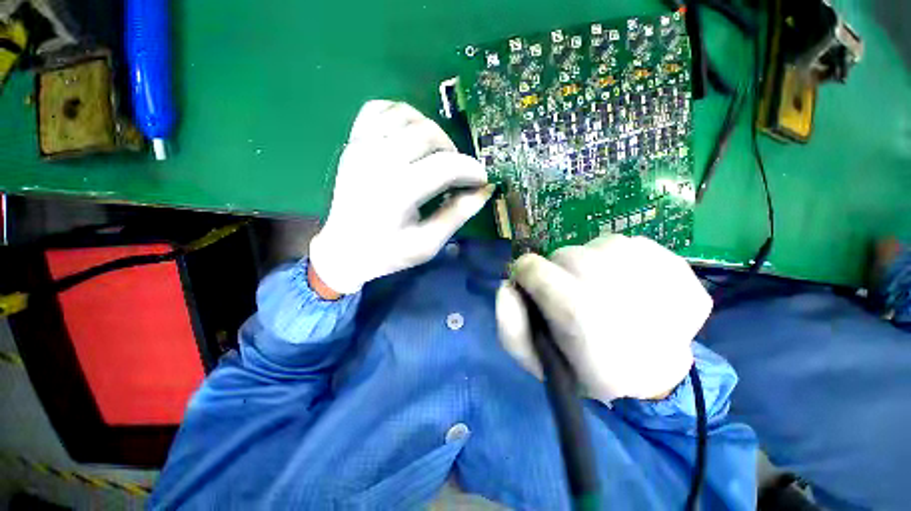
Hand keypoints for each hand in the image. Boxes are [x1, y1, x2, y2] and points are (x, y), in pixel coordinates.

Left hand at [309, 101, 493, 294]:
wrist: (344, 250)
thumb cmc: (388, 253)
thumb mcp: (428, 244)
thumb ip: (457, 215)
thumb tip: (484, 190)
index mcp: (398, 191)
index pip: (447, 165)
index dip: (472, 170)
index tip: (481, 180)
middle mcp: (379, 160)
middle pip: (429, 134)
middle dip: (454, 151)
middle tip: (457, 173)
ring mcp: (362, 146)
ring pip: (407, 115)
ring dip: (431, 130)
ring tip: (437, 155)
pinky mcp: (353, 142)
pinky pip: (378, 109)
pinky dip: (401, 115)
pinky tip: (410, 134)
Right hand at [496, 234, 712, 402]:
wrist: (656, 377)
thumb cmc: (589, 369)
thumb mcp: (537, 362)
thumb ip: (510, 326)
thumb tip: (506, 285)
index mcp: (579, 312)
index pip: (532, 267)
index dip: (528, 276)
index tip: (537, 290)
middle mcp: (614, 283)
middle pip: (566, 254)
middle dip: (561, 273)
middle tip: (577, 299)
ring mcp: (653, 271)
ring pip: (598, 245)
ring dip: (594, 266)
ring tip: (606, 293)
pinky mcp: (678, 265)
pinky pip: (633, 244)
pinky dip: (624, 262)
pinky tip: (633, 288)